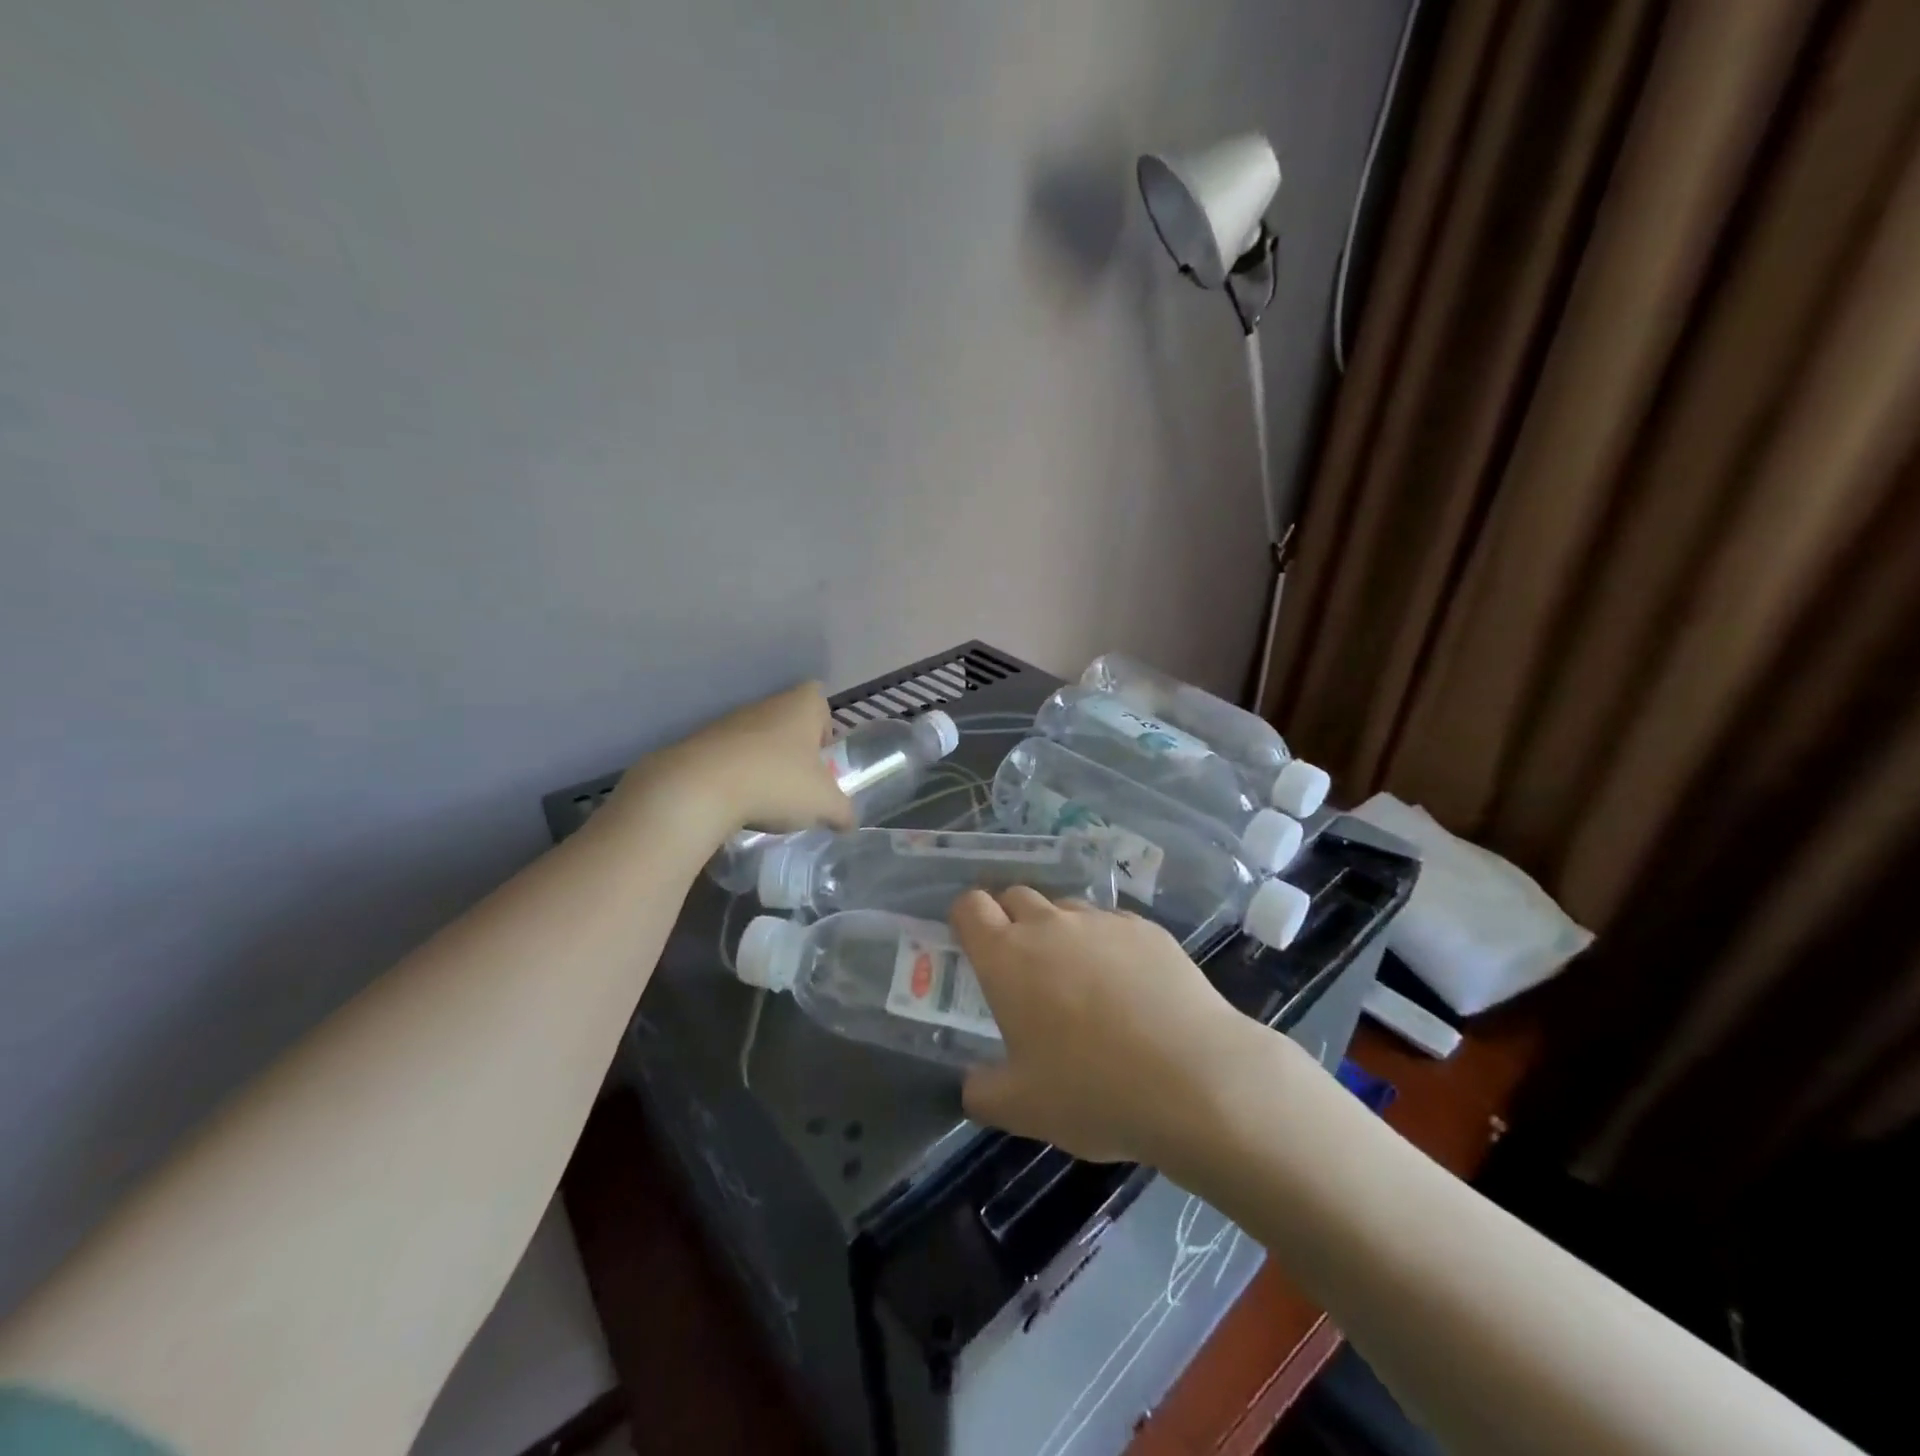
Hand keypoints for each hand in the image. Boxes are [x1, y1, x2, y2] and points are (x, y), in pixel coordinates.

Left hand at [611, 682, 855, 845]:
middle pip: (787, 722)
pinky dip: (736, 777)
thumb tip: (849, 822)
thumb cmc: (777, 782)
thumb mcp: (824, 804)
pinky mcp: (699, 744)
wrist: (699, 789)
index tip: (823, 758)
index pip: (819, 699)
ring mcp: (728, 722)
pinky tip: (737, 804)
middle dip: (795, 752)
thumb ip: (843, 812)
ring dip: (764, 765)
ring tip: (767, 800)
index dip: (824, 727)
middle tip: (800, 786)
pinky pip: (728, 758)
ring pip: (757, 740)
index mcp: (800, 705)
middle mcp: (765, 705)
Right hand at [952, 888, 1263, 1166]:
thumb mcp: (1022, 1109)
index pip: (970, 906)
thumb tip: (972, 1084)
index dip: (966, 919)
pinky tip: (1130, 988)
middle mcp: (1050, 925)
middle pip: (1016, 896)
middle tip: (1023, 968)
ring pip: (1067, 909)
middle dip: (1010, 920)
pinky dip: (1107, 945)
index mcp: (1007, 957)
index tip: (973, 946)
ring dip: (1060, 932)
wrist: (1195, 1079)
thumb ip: (982, 1092)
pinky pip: (1113, 924)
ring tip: (1080, 981)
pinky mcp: (1147, 929)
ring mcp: (1103, 922)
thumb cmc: (1092, 1092)